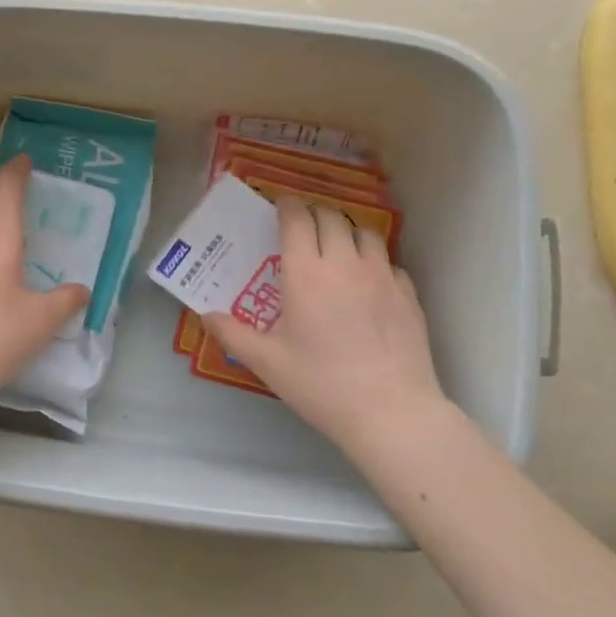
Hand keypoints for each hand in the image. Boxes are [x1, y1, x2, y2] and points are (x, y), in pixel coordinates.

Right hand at [204, 198, 447, 461]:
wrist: (390, 411)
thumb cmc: (320, 384)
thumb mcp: (266, 362)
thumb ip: (232, 334)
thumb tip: (206, 316)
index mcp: (305, 274)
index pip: (297, 219)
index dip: (287, 206)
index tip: (279, 205)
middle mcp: (344, 264)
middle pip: (331, 218)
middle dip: (314, 214)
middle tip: (302, 227)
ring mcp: (382, 276)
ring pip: (365, 233)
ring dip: (346, 232)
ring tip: (336, 248)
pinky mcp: (408, 295)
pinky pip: (389, 263)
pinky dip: (374, 262)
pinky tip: (368, 284)